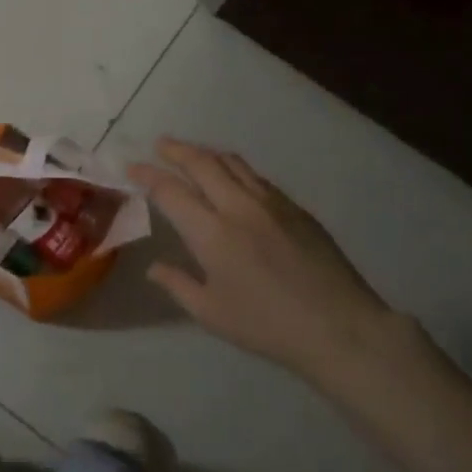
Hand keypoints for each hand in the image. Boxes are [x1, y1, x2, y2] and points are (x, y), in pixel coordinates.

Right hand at [130, 137, 414, 387]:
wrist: (339, 326)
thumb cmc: (267, 325)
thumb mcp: (211, 313)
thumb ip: (177, 284)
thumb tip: (154, 267)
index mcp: (211, 233)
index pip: (170, 191)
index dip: (148, 175)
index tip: (132, 167)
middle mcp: (238, 207)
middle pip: (202, 163)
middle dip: (176, 150)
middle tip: (159, 145)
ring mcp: (271, 203)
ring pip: (233, 163)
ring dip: (206, 153)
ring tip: (192, 153)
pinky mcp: (296, 208)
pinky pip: (257, 177)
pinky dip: (235, 169)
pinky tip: (232, 178)